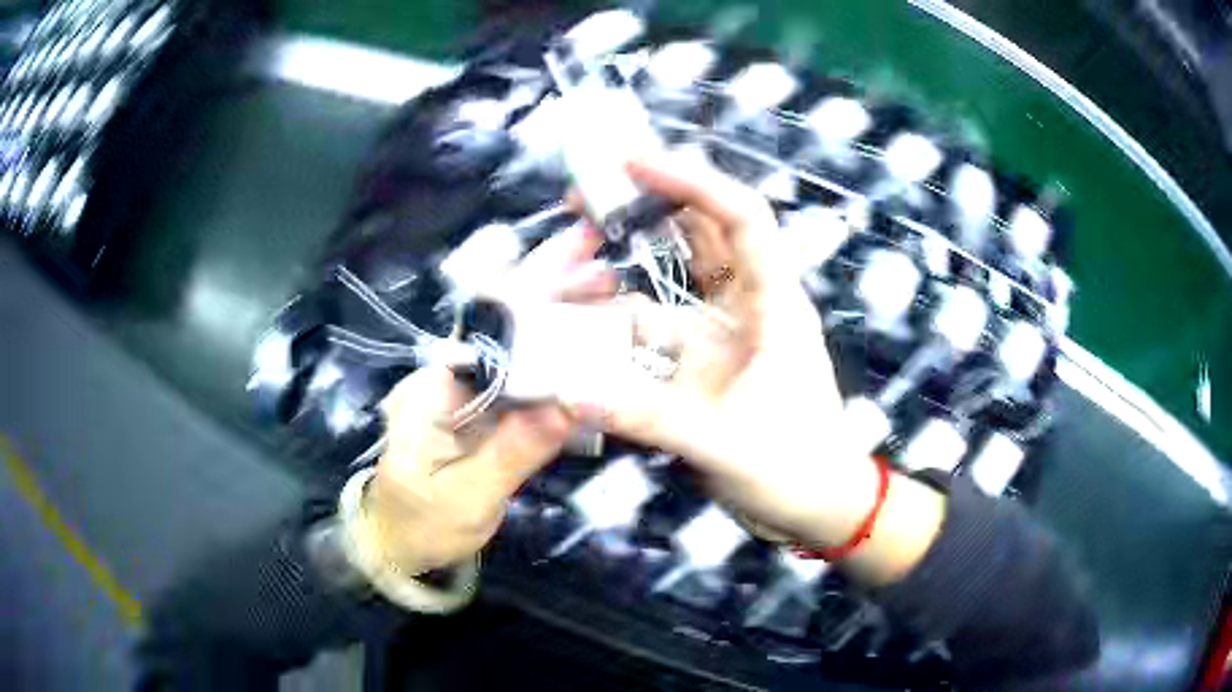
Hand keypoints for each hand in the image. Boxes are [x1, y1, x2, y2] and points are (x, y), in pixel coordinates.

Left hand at [353, 224, 613, 575]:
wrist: (397, 546)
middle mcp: (448, 378)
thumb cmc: (421, 525)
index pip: (485, 327)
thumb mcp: (466, 498)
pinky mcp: (483, 413)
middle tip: (599, 258)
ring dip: (556, 312)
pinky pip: (523, 377)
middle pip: (500, 322)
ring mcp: (467, 394)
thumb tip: (570, 402)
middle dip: (547, 285)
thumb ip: (514, 452)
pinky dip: (556, 354)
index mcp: (433, 389)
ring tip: (604, 285)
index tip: (576, 266)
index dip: (530, 293)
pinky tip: (589, 340)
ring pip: (515, 345)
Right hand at [563, 154, 945, 582]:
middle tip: (589, 192)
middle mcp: (751, 305)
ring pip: (677, 276)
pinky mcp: (707, 361)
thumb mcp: (723, 444)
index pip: (741, 217)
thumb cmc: (795, 470)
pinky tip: (586, 320)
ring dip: (633, 257)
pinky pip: (659, 325)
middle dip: (653, 202)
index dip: (691, 181)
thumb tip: (569, 393)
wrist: (819, 507)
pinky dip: (624, 318)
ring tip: (576, 246)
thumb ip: (647, 418)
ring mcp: (727, 332)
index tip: (632, 163)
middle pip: (706, 231)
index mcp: (774, 305)